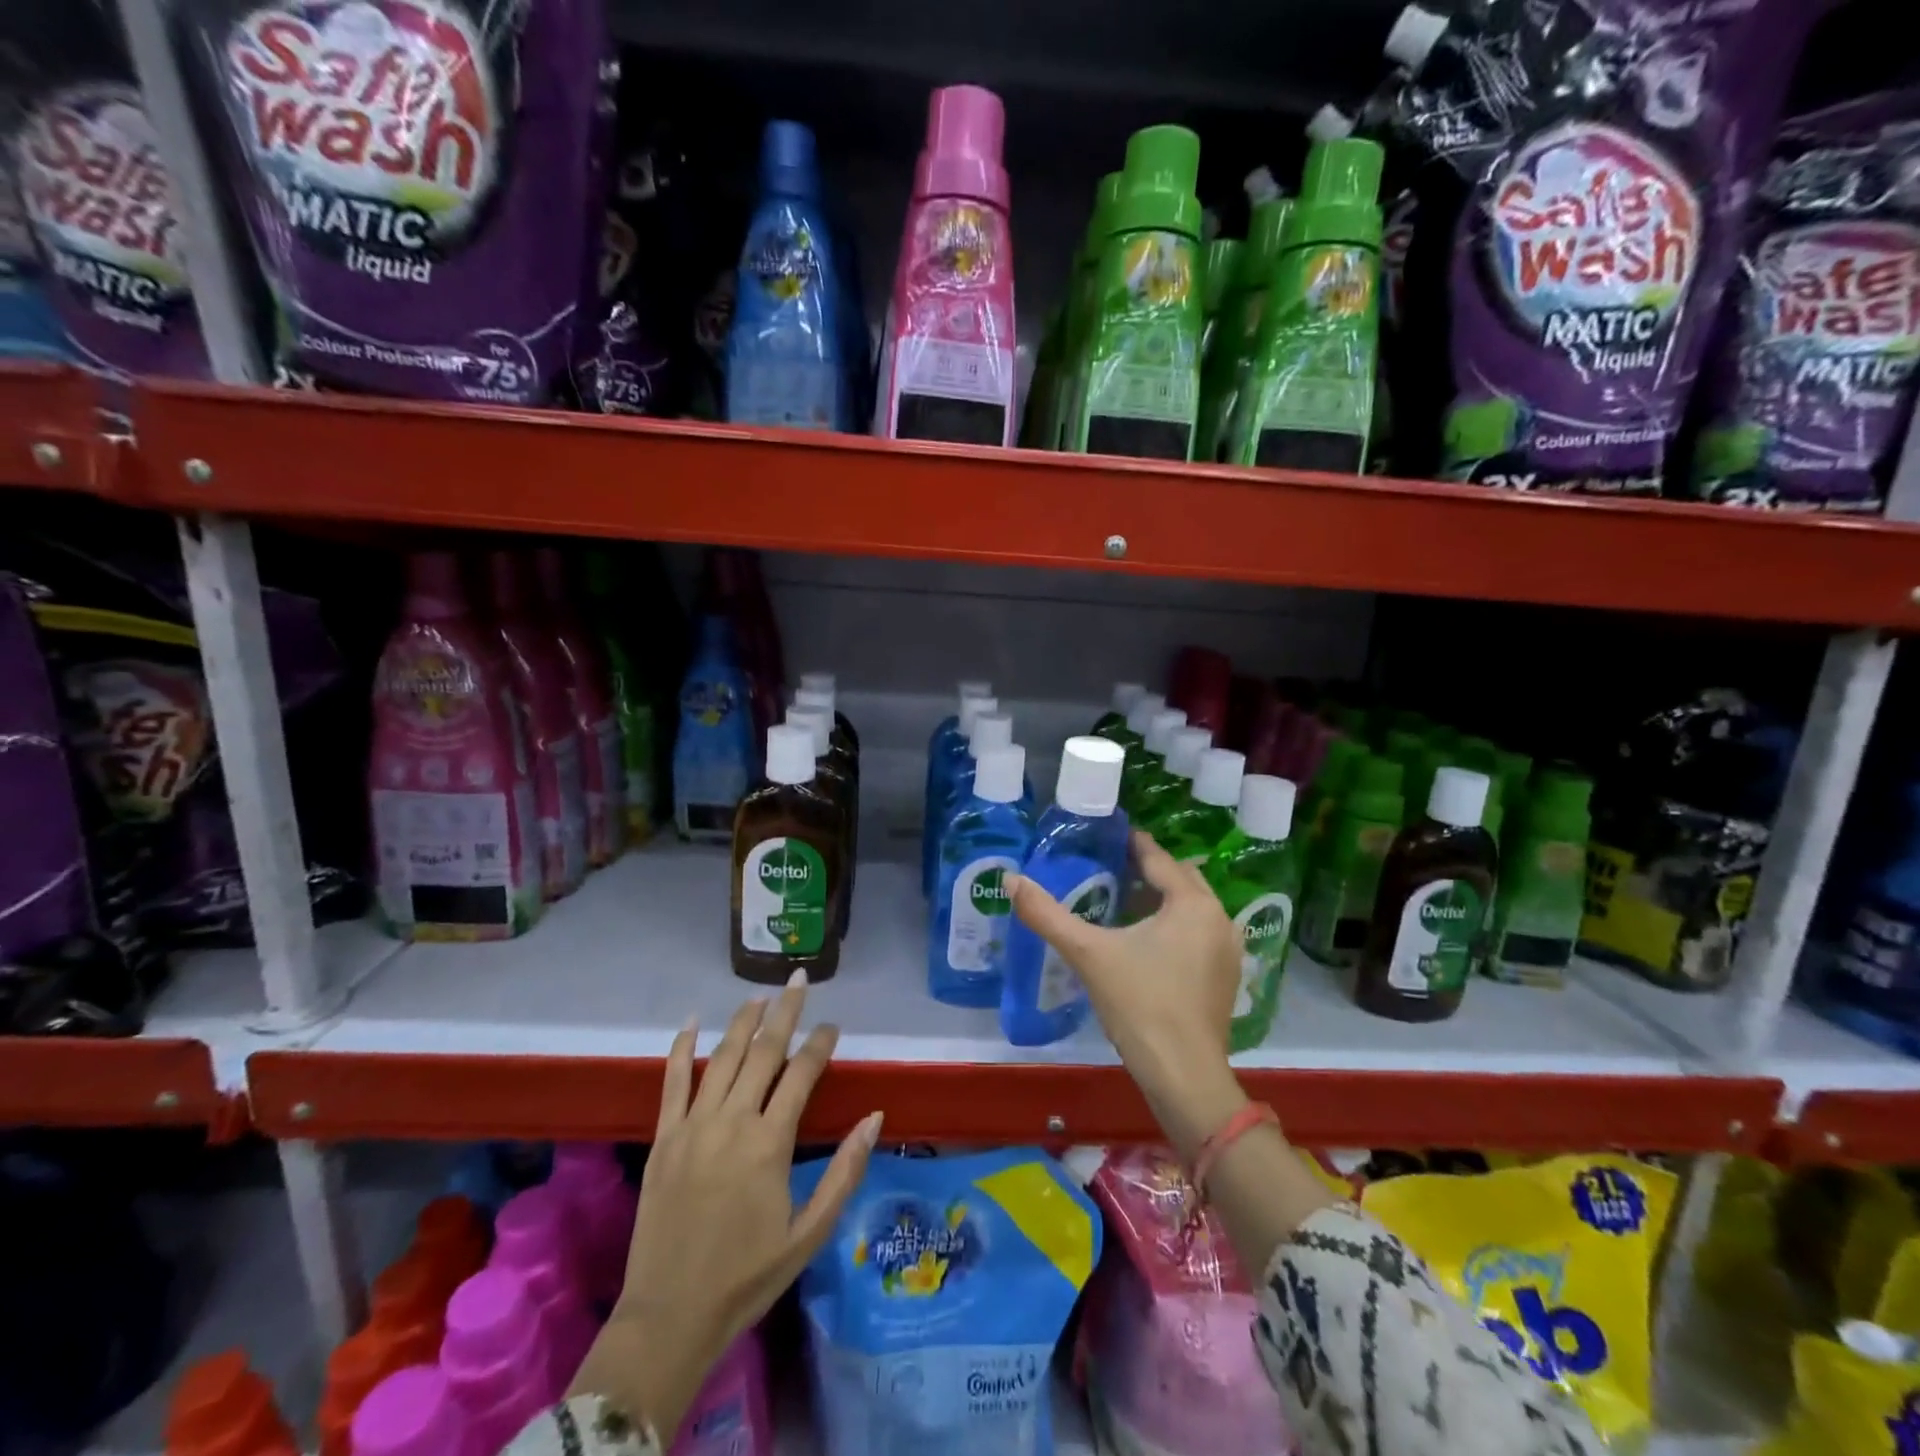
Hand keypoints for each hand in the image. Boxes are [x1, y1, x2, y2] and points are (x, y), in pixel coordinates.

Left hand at [571, 975, 882, 1433]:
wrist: (669, 1317)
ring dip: (742, 1020)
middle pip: (762, 1051)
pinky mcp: (663, 1139)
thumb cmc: (748, 1277)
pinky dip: (681, 1048)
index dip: (821, 1044)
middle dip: (785, 1012)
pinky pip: (671, 1082)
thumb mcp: (810, 1232)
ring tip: (761, 993)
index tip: (834, 1025)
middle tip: (800, 979)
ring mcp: (692, 1126)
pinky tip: (692, 1020)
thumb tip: (875, 1117)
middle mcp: (731, 1122)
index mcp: (769, 1143)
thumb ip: (845, 1171)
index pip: (802, 1074)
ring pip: (721, 1057)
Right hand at [1008, 831, 1246, 1158]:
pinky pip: (1199, 933)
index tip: (1108, 834)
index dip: (1132, 844)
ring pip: (1192, 907)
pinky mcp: (1226, 977)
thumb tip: (1010, 879)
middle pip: (1181, 879)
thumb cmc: (1139, 1004)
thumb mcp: (1088, 953)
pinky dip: (1176, 925)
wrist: (1184, 1076)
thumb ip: (1047, 914)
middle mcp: (1218, 918)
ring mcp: (1228, 950)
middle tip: (1112, 866)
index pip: (1159, 859)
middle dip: (1150, 869)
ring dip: (1164, 898)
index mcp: (1192, 903)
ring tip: (1125, 900)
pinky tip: (1148, 942)